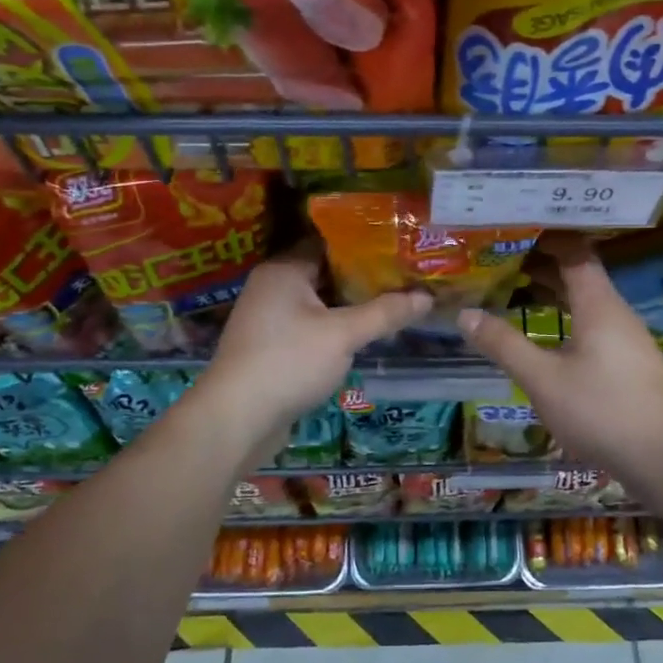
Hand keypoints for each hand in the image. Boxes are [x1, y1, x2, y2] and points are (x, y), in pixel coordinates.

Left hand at [198, 244, 428, 452]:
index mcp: (284, 270)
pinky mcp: (271, 347)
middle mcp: (272, 287)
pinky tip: (364, 336)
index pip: (329, 243)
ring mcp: (269, 319)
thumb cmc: (288, 362)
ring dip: (350, 307)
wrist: (236, 419)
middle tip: (405, 279)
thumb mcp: (343, 335)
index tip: (400, 250)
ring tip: (394, 304)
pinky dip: (334, 329)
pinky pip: (310, 327)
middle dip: (363, 279)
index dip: (365, 245)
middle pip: (325, 273)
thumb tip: (427, 296)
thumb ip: (385, 313)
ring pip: (319, 303)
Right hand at [456, 234, 662, 482]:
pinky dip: (567, 318)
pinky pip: (594, 325)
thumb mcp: (543, 380)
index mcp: (598, 304)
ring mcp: (627, 339)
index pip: (574, 252)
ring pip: (587, 302)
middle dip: (541, 265)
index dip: (545, 238)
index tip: (512, 230)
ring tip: (515, 293)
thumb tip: (464, 314)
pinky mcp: (631, 364)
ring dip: (554, 293)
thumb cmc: (603, 411)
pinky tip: (548, 337)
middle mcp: (616, 312)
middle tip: (500, 261)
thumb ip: (504, 345)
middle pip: (579, 275)